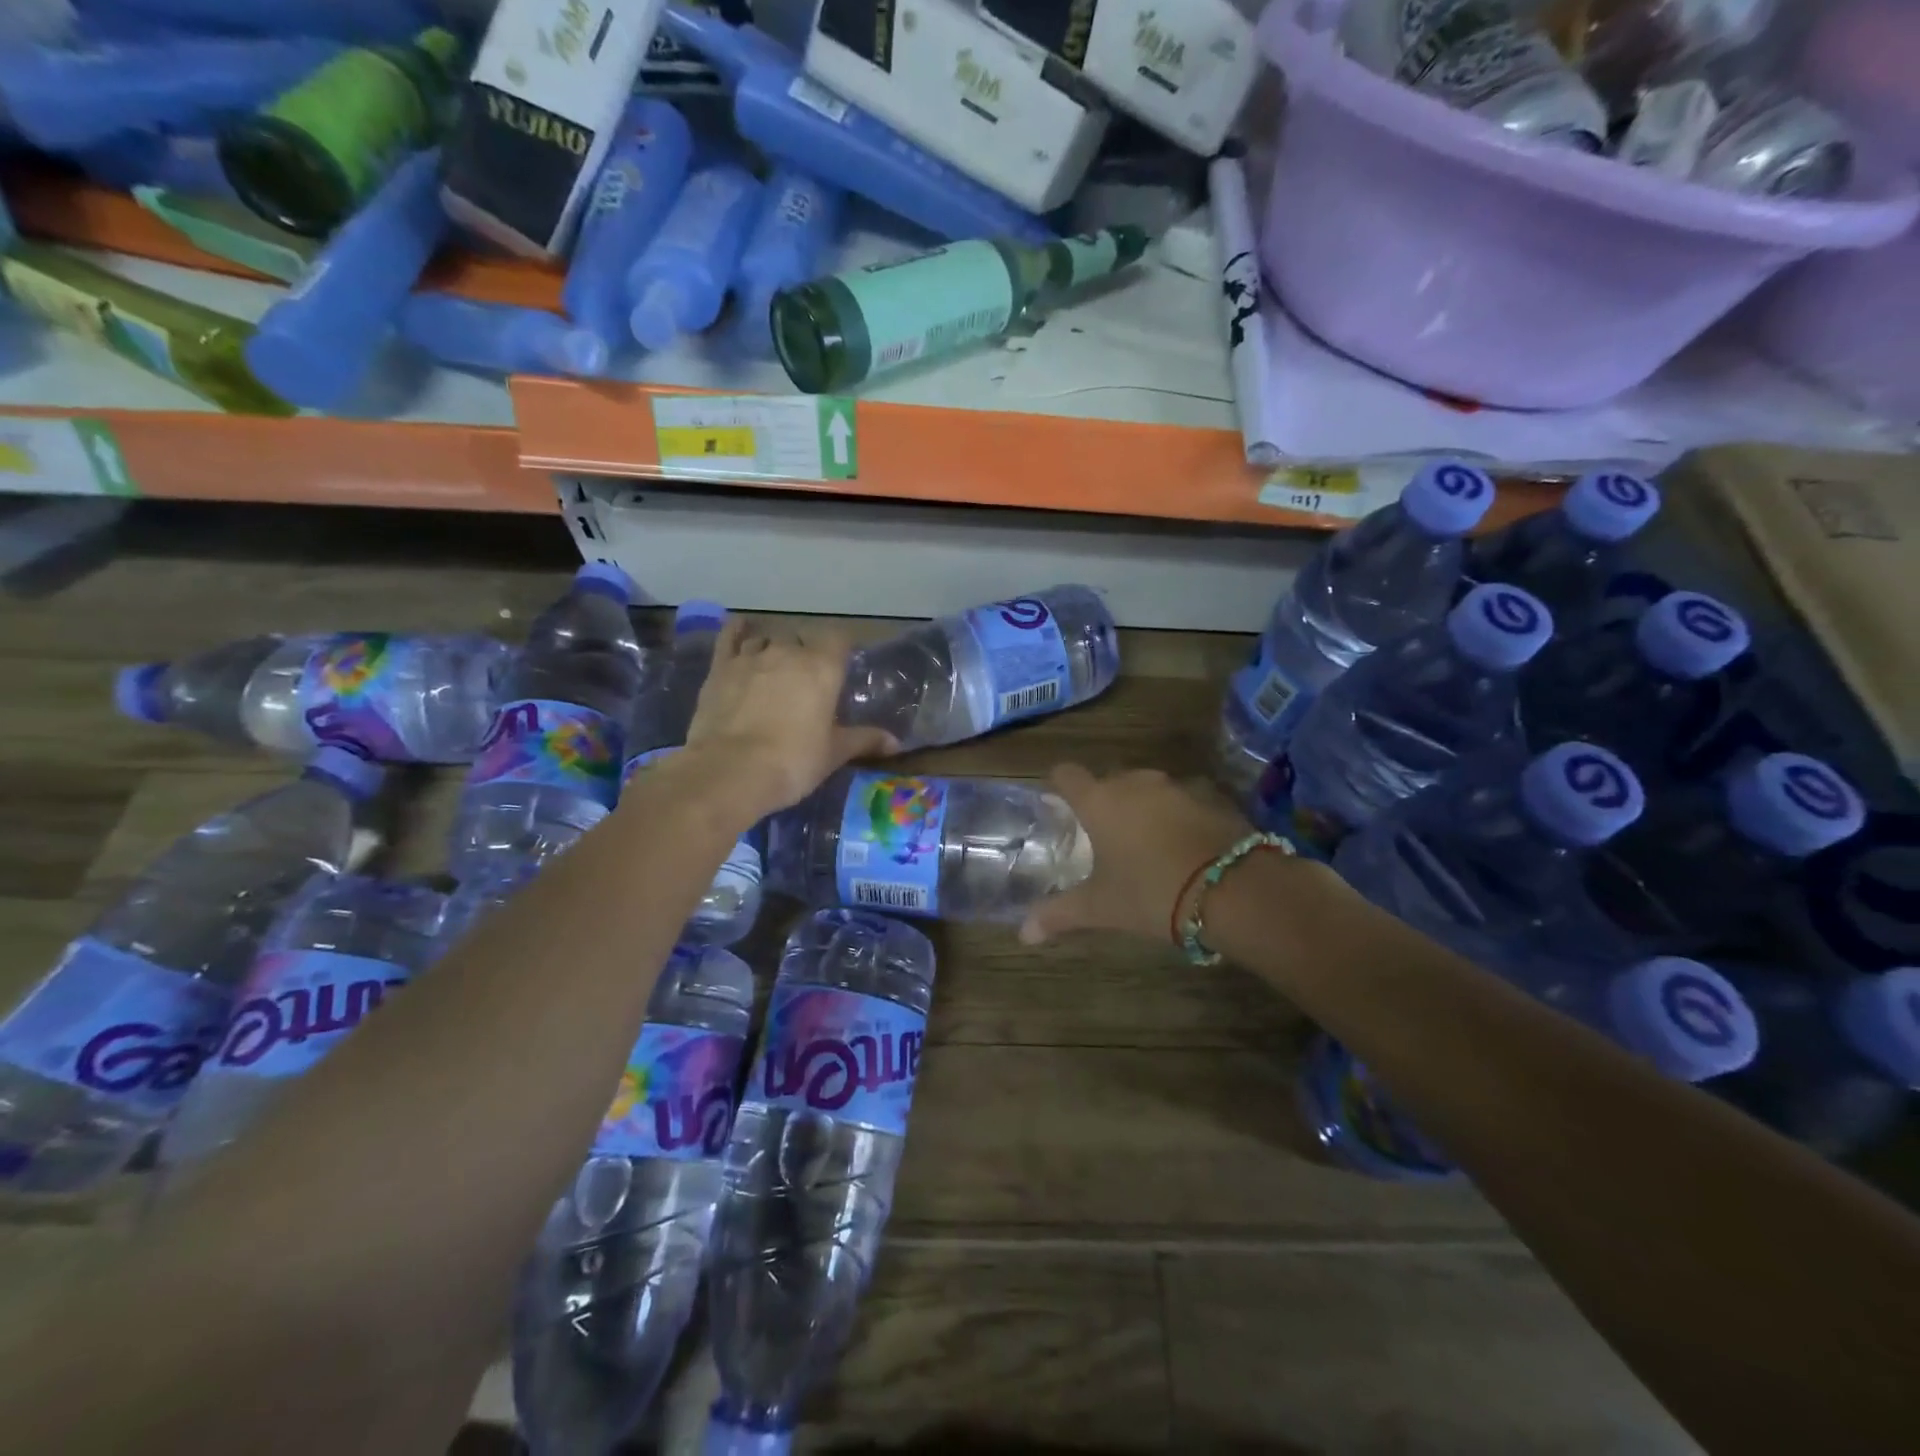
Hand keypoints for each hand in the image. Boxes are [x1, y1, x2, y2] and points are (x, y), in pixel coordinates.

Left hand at [682, 619, 895, 818]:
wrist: (732, 771)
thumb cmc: (793, 761)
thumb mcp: (834, 753)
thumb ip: (864, 740)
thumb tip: (895, 742)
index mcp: (822, 668)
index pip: (839, 639)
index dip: (841, 650)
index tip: (841, 666)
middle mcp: (788, 652)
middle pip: (801, 640)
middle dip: (805, 654)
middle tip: (806, 682)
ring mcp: (750, 657)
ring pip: (766, 639)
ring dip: (773, 649)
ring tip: (774, 670)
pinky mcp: (719, 668)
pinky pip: (729, 638)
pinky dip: (737, 632)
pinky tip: (740, 631)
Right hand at [1020, 764, 1254, 946]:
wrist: (1236, 890)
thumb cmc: (1152, 892)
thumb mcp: (1101, 908)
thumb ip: (1059, 914)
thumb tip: (1023, 933)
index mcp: (1100, 800)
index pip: (1066, 774)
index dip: (1059, 787)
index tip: (1058, 806)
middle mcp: (1135, 782)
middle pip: (1109, 781)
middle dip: (1104, 803)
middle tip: (1104, 838)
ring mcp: (1177, 786)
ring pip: (1148, 790)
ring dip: (1143, 809)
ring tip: (1146, 845)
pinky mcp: (1213, 797)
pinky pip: (1183, 801)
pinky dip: (1178, 817)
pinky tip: (1185, 848)